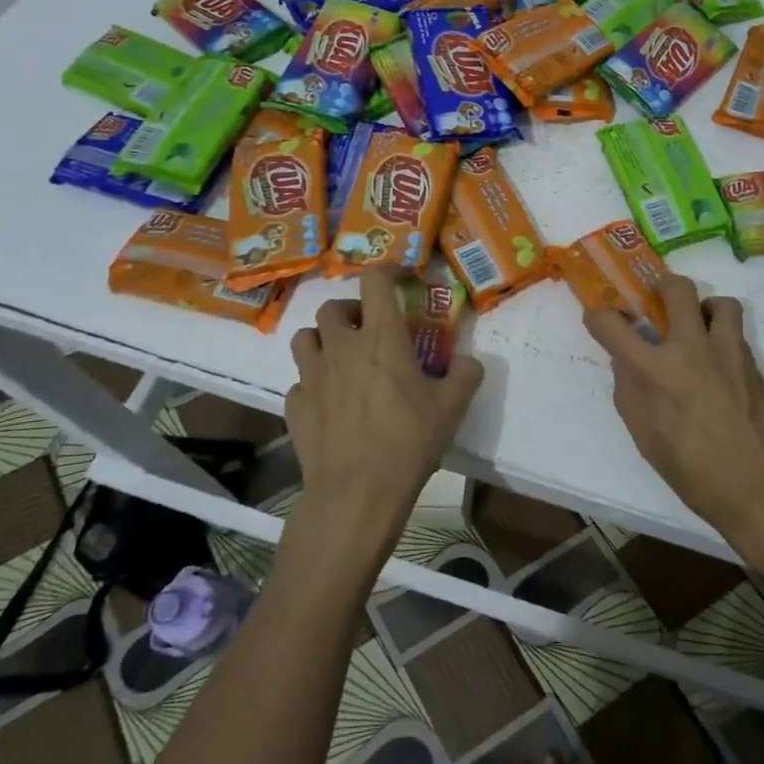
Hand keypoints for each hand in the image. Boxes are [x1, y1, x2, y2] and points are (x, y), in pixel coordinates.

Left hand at [285, 267, 484, 553]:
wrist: (357, 493)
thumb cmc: (408, 440)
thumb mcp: (452, 407)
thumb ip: (465, 375)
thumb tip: (469, 361)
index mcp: (381, 337)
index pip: (374, 281)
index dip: (386, 270)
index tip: (400, 278)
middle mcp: (341, 347)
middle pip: (331, 307)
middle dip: (349, 310)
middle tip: (368, 329)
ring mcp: (312, 376)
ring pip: (304, 338)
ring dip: (322, 340)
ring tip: (341, 358)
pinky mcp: (295, 406)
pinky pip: (298, 382)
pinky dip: (312, 384)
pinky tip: (328, 402)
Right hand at [583, 274, 763, 537]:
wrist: (757, 485)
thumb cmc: (691, 470)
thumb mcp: (644, 435)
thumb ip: (630, 390)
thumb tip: (627, 362)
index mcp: (653, 371)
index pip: (611, 324)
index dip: (598, 316)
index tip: (600, 319)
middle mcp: (689, 349)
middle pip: (676, 288)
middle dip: (662, 284)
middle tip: (659, 299)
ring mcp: (726, 351)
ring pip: (720, 302)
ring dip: (705, 308)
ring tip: (700, 327)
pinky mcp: (752, 363)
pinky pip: (736, 332)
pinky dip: (723, 336)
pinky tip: (719, 362)